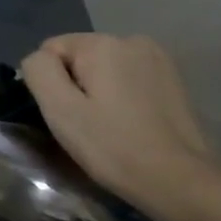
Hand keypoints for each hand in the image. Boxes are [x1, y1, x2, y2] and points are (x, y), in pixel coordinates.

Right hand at [20, 34, 216, 213]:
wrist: (182, 180)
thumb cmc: (114, 147)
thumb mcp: (61, 110)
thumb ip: (39, 72)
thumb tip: (38, 59)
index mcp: (102, 43)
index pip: (51, 49)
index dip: (49, 84)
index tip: (66, 116)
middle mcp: (132, 39)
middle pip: (80, 57)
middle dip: (75, 86)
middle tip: (86, 126)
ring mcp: (158, 58)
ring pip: (105, 69)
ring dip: (99, 91)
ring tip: (110, 127)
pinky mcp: (174, 78)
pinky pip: (130, 79)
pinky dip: (123, 97)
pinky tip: (132, 124)